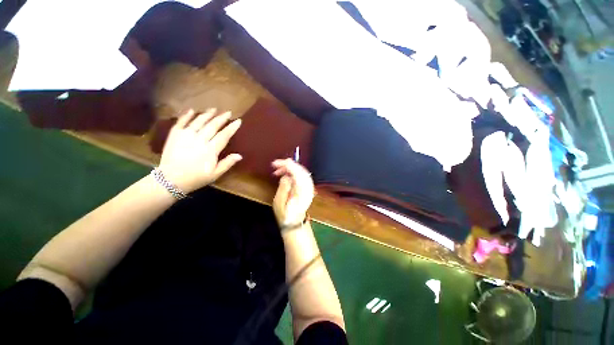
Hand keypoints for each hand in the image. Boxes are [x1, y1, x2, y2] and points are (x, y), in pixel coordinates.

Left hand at [159, 109, 241, 192]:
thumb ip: (227, 163)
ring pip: (199, 121)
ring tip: (214, 109)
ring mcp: (186, 136)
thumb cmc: (196, 178)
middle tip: (228, 112)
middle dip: (221, 118)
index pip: (224, 135)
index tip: (238, 121)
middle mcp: (199, 139)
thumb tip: (239, 155)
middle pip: (213, 126)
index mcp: (211, 150)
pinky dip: (186, 115)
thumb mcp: (215, 174)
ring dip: (207, 114)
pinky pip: (181, 122)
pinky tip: (192, 110)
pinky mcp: (175, 135)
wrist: (170, 180)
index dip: (232, 128)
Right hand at [272, 159, 314, 227]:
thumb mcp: (279, 204)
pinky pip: (302, 175)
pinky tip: (285, 174)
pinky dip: (293, 172)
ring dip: (290, 168)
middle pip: (301, 170)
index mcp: (301, 192)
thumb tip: (286, 176)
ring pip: (302, 171)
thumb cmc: (285, 215)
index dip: (287, 165)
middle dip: (288, 165)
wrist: (295, 223)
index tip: (275, 163)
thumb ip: (283, 188)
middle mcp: (308, 188)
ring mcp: (309, 187)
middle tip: (276, 166)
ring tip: (278, 171)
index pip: (297, 173)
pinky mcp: (308, 187)